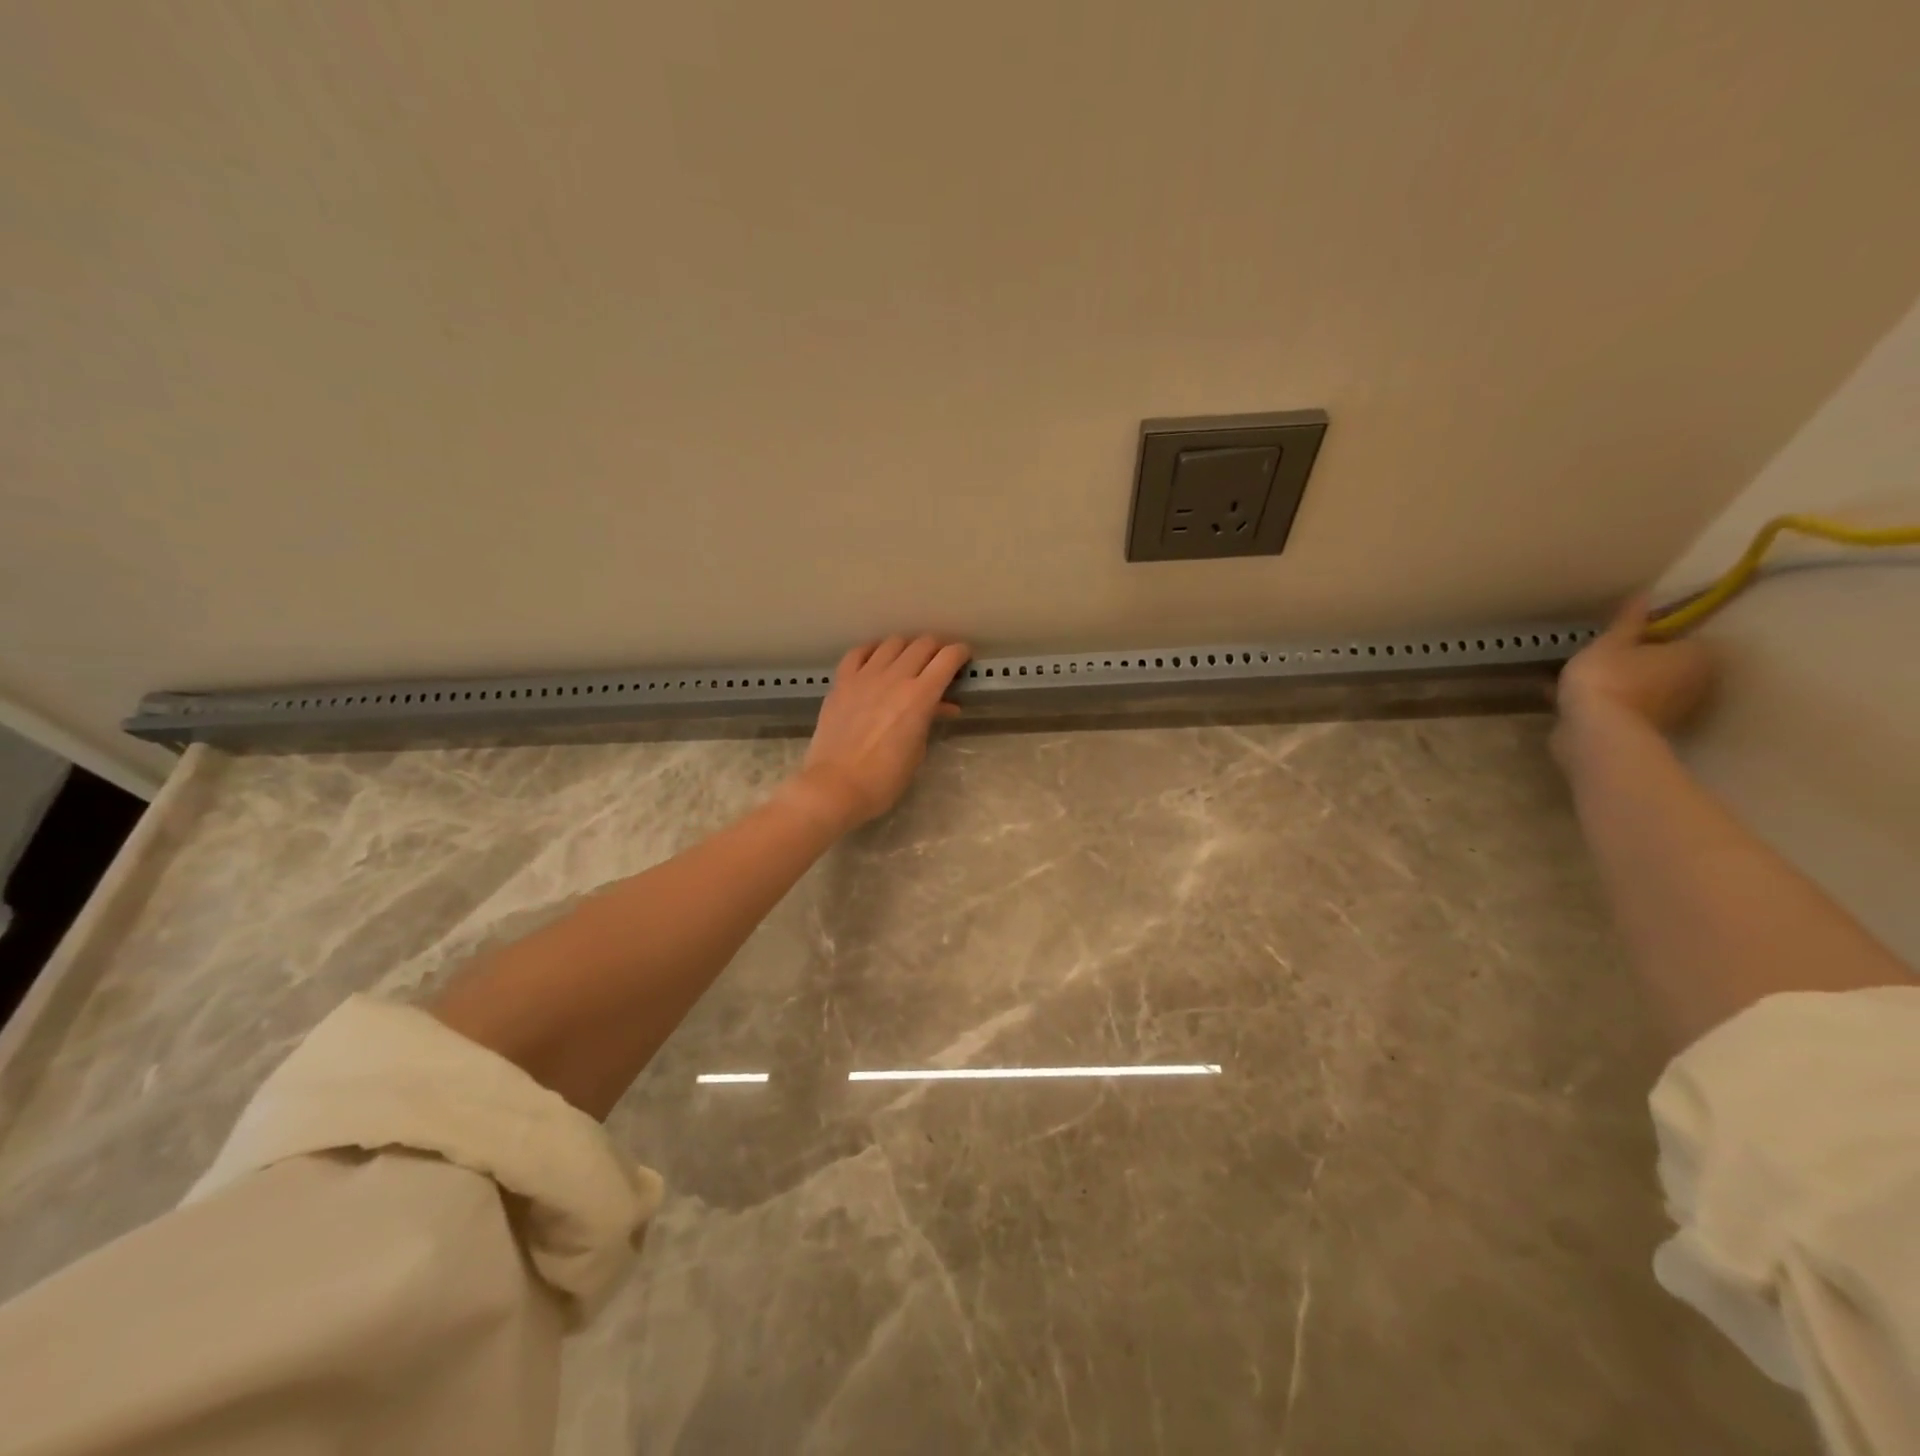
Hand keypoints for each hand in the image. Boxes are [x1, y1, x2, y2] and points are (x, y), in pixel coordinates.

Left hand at [783, 635, 970, 834]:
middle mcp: (894, 677)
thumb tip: (943, 705)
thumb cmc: (883, 780)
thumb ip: (930, 719)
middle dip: (937, 647)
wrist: (835, 787)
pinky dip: (873, 650)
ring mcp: (864, 677)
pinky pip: (858, 652)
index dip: (961, 653)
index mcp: (920, 697)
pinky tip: (876, 658)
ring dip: (907, 646)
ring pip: (892, 642)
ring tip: (909, 659)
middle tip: (940, 660)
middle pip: (923, 644)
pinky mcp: (841, 682)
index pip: (948, 658)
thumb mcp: (917, 751)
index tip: (964, 658)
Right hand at [1556, 596, 1715, 741]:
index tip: (1626, 636)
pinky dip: (1611, 704)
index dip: (1656, 635)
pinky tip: (1581, 701)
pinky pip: (1629, 710)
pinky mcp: (1646, 732)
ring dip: (1626, 685)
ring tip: (1589, 678)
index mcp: (1696, 656)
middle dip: (1642, 662)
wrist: (1597, 734)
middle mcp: (1697, 684)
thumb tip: (1645, 594)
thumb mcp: (1610, 642)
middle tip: (1606, 655)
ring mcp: (1673, 712)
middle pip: (1669, 666)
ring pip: (1649, 690)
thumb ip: (1628, 621)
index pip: (1684, 638)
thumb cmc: (1609, 678)